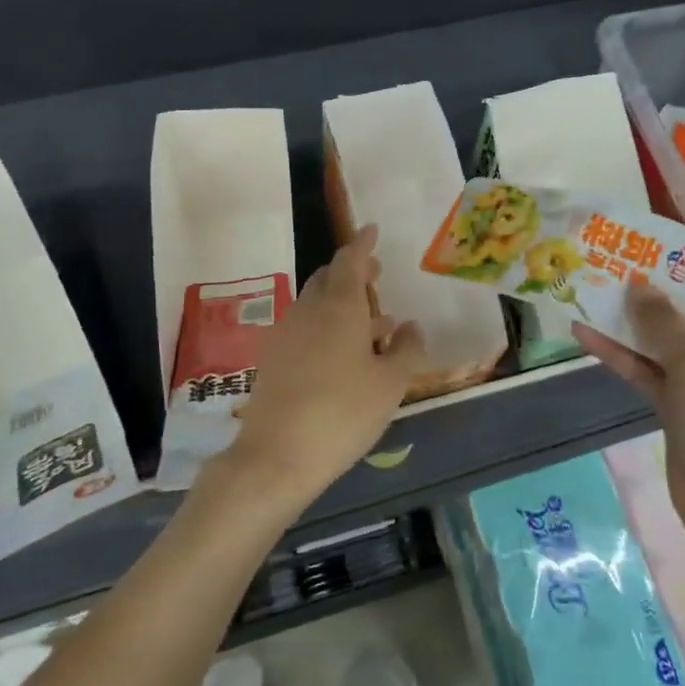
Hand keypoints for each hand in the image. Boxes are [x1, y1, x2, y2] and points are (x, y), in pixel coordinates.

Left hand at [209, 226, 427, 511]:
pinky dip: (327, 327)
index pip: (350, 261)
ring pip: (316, 305)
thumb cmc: (343, 413)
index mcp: (339, 307)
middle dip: (353, 273)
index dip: (362, 244)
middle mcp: (308, 311)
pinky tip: (344, 356)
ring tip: (374, 325)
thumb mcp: (390, 385)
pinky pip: (305, 328)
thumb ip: (407, 351)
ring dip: (342, 304)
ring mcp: (285, 335)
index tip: (372, 230)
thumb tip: (411, 326)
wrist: (276, 455)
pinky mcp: (273, 359)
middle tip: (376, 278)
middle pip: (328, 278)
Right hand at [575, 270, 684, 542]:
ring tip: (590, 288)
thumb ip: (665, 326)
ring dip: (629, 320)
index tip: (657, 242)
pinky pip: (646, 370)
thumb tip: (640, 284)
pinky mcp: (676, 406)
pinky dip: (619, 355)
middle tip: (613, 259)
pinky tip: (583, 333)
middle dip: (654, 287)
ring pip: (661, 340)